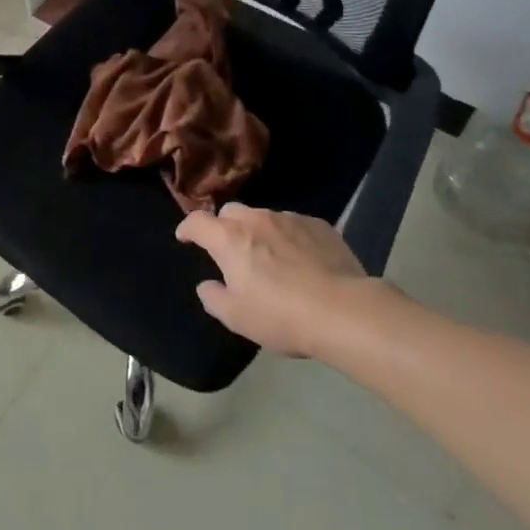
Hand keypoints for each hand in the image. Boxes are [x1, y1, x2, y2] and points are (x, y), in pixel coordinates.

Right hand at [176, 203, 374, 357]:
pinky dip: (289, 237)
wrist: (344, 311)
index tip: (185, 238)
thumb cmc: (281, 316)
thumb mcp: (237, 317)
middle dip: (225, 226)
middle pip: (231, 212)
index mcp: (229, 239)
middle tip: (231, 250)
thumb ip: (214, 298)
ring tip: (270, 256)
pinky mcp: (319, 225)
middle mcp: (256, 220)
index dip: (187, 228)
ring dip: (259, 231)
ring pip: (264, 217)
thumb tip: (208, 285)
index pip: (197, 222)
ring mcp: (290, 219)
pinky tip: (301, 259)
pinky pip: (294, 225)